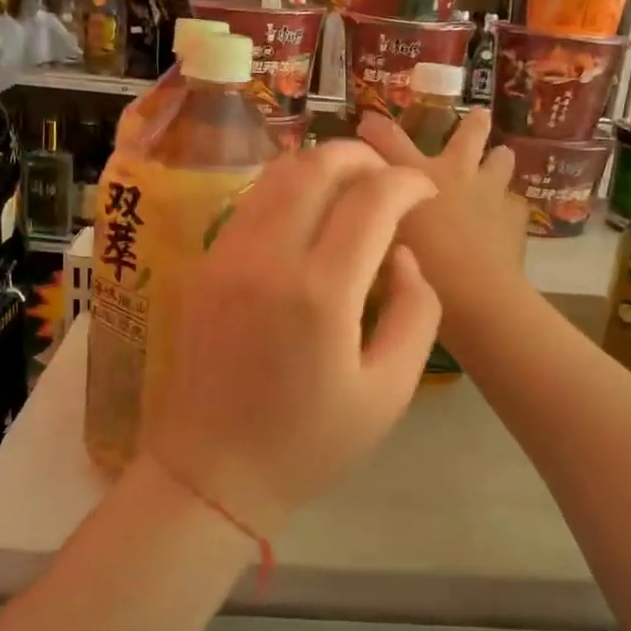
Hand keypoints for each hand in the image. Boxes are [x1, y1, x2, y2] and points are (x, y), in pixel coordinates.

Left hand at [140, 141, 440, 538]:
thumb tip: (403, 256)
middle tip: (388, 178)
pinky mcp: (205, 264)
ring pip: (276, 176)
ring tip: (352, 188)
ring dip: (320, 167)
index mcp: (320, 293)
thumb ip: (415, 312)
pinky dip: (287, 191)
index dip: (407, 183)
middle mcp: (267, 258)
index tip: (425, 194)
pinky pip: (251, 204)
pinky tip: (308, 217)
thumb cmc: (308, 442)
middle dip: (361, 157)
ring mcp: (227, 256)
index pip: (371, 199)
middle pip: (315, 167)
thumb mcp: (389, 391)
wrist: (210, 473)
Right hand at [357, 109, 528, 308]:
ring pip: (501, 161)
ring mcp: (490, 192)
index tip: (366, 123)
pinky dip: (506, 208)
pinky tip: (502, 221)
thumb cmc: (419, 265)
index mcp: (416, 174)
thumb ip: (375, 222)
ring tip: (500, 159)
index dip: (376, 129)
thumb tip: (364, 214)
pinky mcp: (515, 217)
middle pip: (469, 135)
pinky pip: (513, 204)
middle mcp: (456, 173)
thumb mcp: (381, 242)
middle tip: (480, 114)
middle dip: (473, 123)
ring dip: (498, 160)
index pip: (389, 140)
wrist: (475, 292)